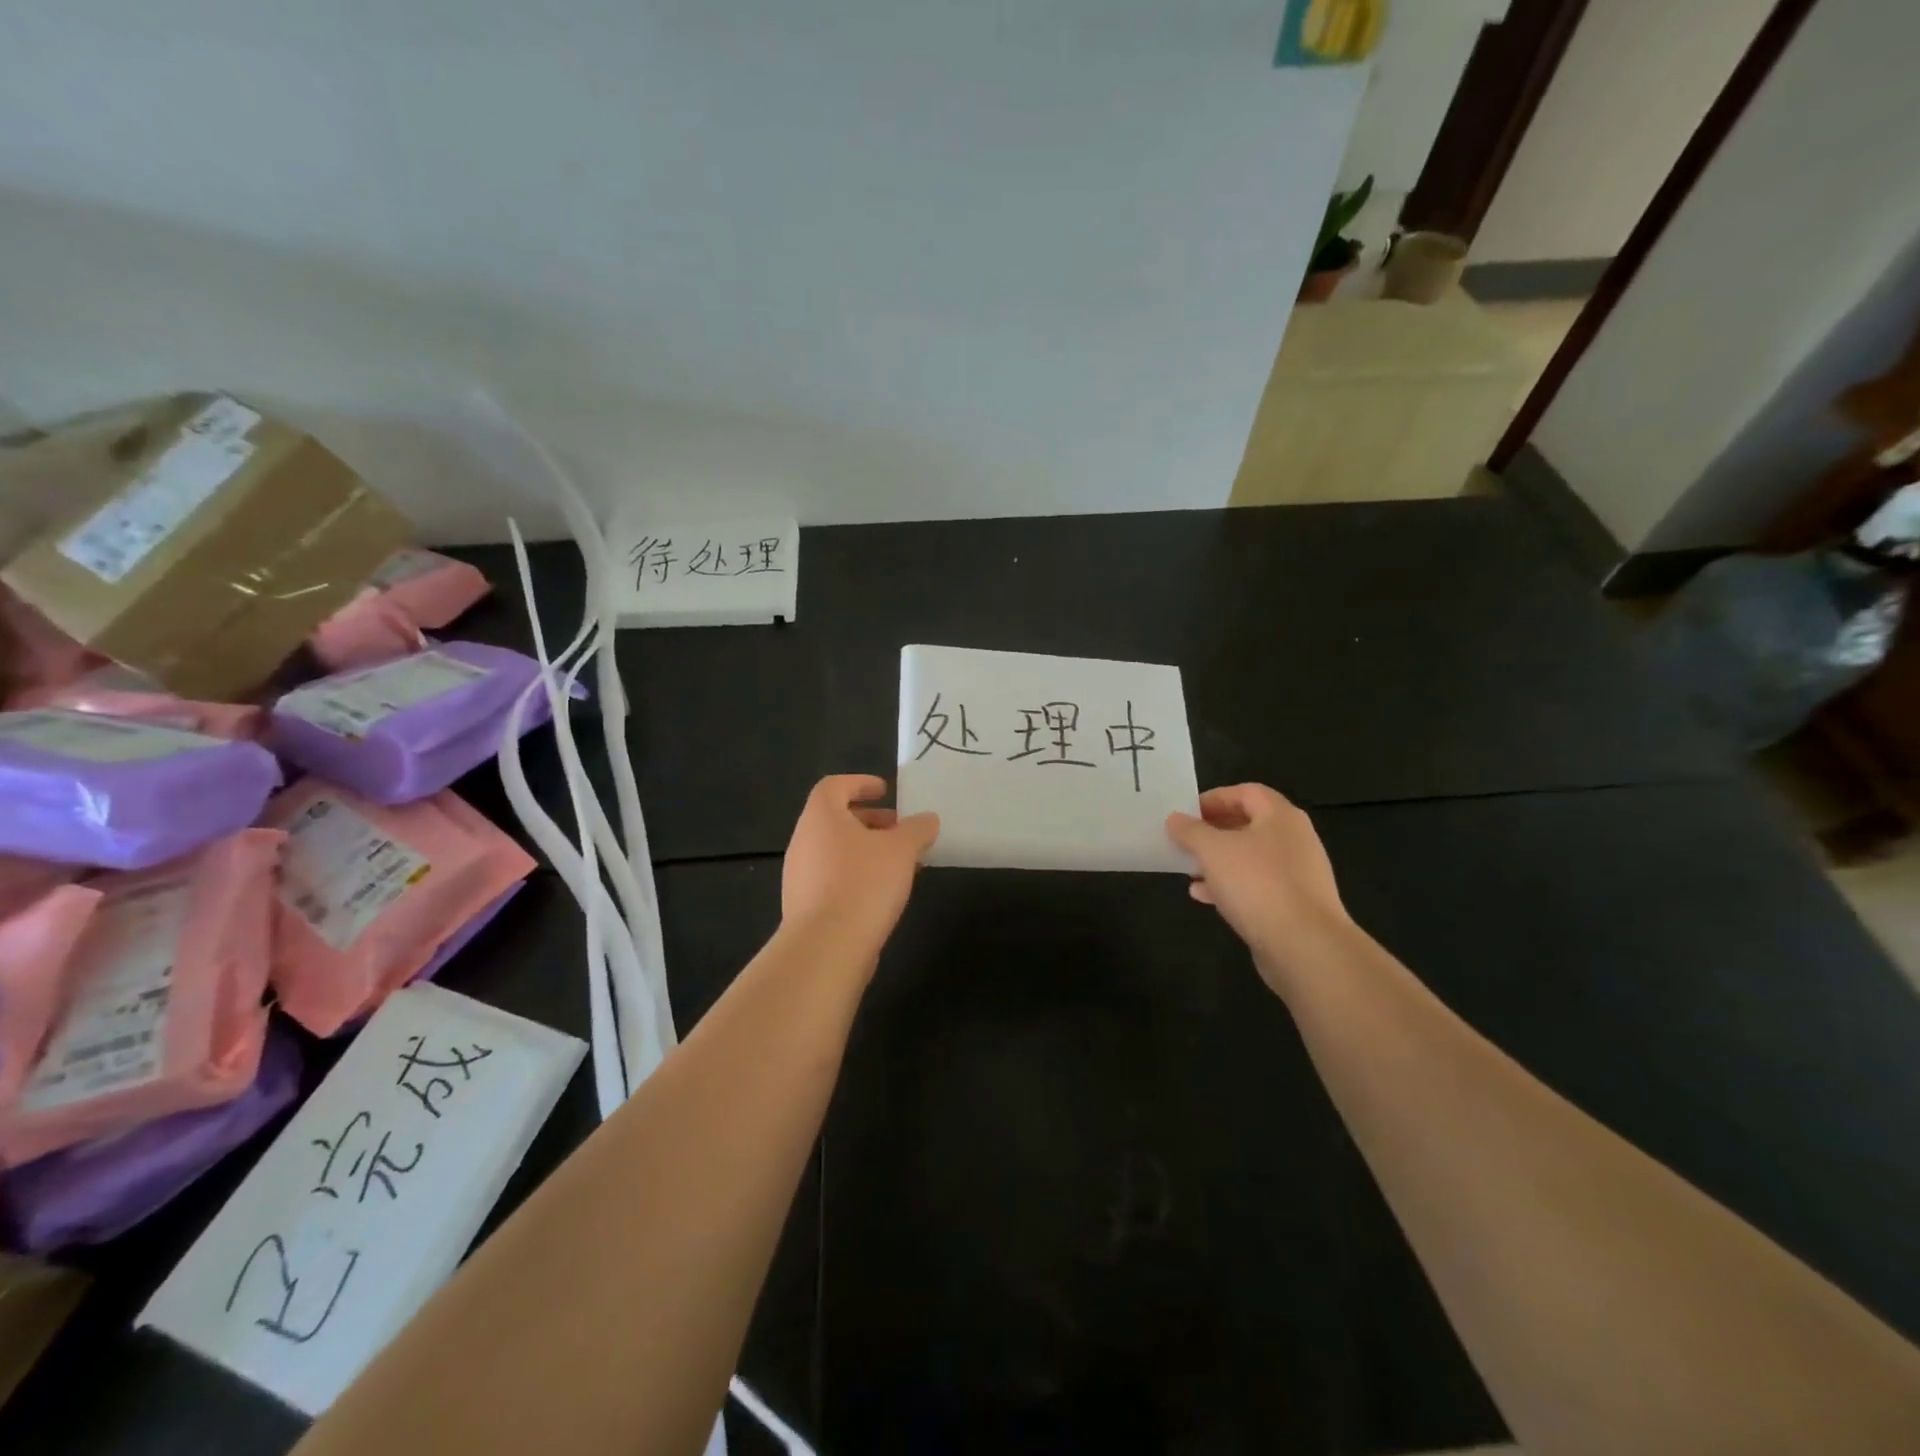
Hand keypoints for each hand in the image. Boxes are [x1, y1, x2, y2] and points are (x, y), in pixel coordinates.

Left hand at [782, 775, 938, 958]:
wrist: (826, 948)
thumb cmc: (863, 883)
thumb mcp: (901, 850)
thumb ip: (917, 830)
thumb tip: (927, 819)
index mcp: (820, 817)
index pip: (834, 786)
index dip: (859, 783)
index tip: (885, 791)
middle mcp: (803, 841)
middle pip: (835, 819)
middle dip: (869, 820)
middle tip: (899, 829)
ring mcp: (800, 876)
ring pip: (835, 851)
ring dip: (866, 850)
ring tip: (899, 863)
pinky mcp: (804, 906)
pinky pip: (832, 879)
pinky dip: (857, 875)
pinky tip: (882, 893)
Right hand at [1166, 784, 1351, 991]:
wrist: (1305, 946)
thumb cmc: (1257, 884)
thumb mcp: (1212, 850)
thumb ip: (1191, 831)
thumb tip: (1175, 818)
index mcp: (1280, 816)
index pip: (1246, 792)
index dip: (1214, 798)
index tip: (1186, 813)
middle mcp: (1294, 839)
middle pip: (1249, 824)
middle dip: (1213, 832)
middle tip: (1185, 841)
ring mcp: (1298, 874)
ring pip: (1251, 858)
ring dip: (1218, 861)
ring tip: (1189, 871)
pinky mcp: (1295, 905)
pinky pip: (1258, 886)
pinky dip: (1231, 886)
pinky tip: (1205, 897)